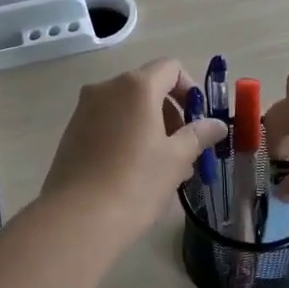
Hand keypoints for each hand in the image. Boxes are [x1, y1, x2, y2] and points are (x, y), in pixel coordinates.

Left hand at [41, 58, 226, 237]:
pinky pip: (107, 122)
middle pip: (148, 86)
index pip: (171, 68)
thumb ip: (198, 135)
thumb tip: (217, 124)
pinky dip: (125, 135)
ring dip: (149, 126)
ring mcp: (84, 109)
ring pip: (126, 107)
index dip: (190, 89)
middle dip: (170, 113)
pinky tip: (132, 172)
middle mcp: (106, 88)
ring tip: (161, 167)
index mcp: (136, 86)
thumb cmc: (135, 183)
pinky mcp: (71, 131)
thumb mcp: (176, 159)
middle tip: (184, 150)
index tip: (197, 121)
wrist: (77, 218)